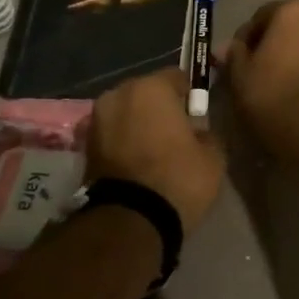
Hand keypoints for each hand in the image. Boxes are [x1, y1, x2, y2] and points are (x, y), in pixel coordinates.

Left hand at [88, 69, 224, 234]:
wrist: (131, 220)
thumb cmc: (178, 179)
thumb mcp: (213, 155)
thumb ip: (206, 132)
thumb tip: (197, 131)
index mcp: (151, 88)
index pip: (178, 77)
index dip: (191, 95)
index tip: (199, 115)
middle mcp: (118, 94)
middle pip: (147, 93)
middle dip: (161, 108)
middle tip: (178, 133)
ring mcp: (96, 119)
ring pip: (127, 113)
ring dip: (139, 125)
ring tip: (156, 151)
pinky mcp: (85, 146)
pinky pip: (114, 134)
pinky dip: (125, 142)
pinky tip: (139, 162)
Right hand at [224, 0, 298, 147]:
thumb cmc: (271, 91)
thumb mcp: (240, 73)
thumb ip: (234, 54)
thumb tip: (229, 48)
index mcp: (293, 9)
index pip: (262, 16)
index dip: (247, 39)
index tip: (238, 60)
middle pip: (290, 27)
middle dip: (275, 44)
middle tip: (259, 71)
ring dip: (295, 57)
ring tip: (280, 83)